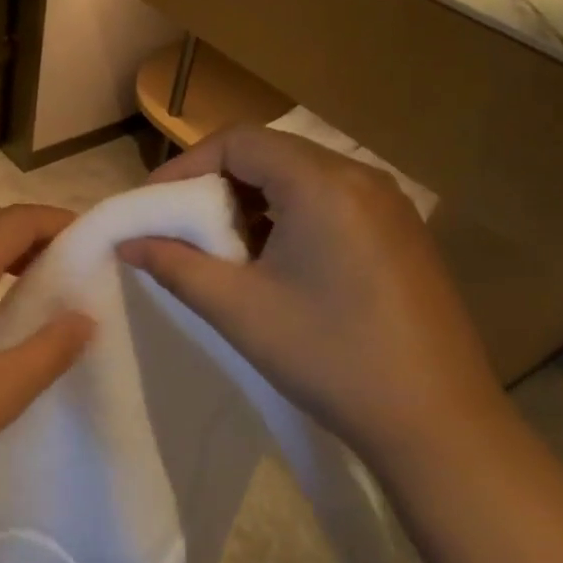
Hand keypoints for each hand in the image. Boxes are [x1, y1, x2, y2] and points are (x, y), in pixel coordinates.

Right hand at [118, 126, 504, 466]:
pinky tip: (270, 262)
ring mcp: (387, 205)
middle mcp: (361, 178)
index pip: (238, 141)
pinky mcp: (399, 233)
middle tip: (179, 227)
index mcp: (323, 184)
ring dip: (249, 201)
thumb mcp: (237, 309)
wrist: (435, 422)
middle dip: (214, 184)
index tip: (153, 206)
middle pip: (269, 153)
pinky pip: (328, 202)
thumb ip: (174, 265)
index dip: (185, 166)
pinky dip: (285, 216)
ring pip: (298, 177)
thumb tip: (127, 243)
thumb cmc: (328, 357)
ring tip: (220, 248)